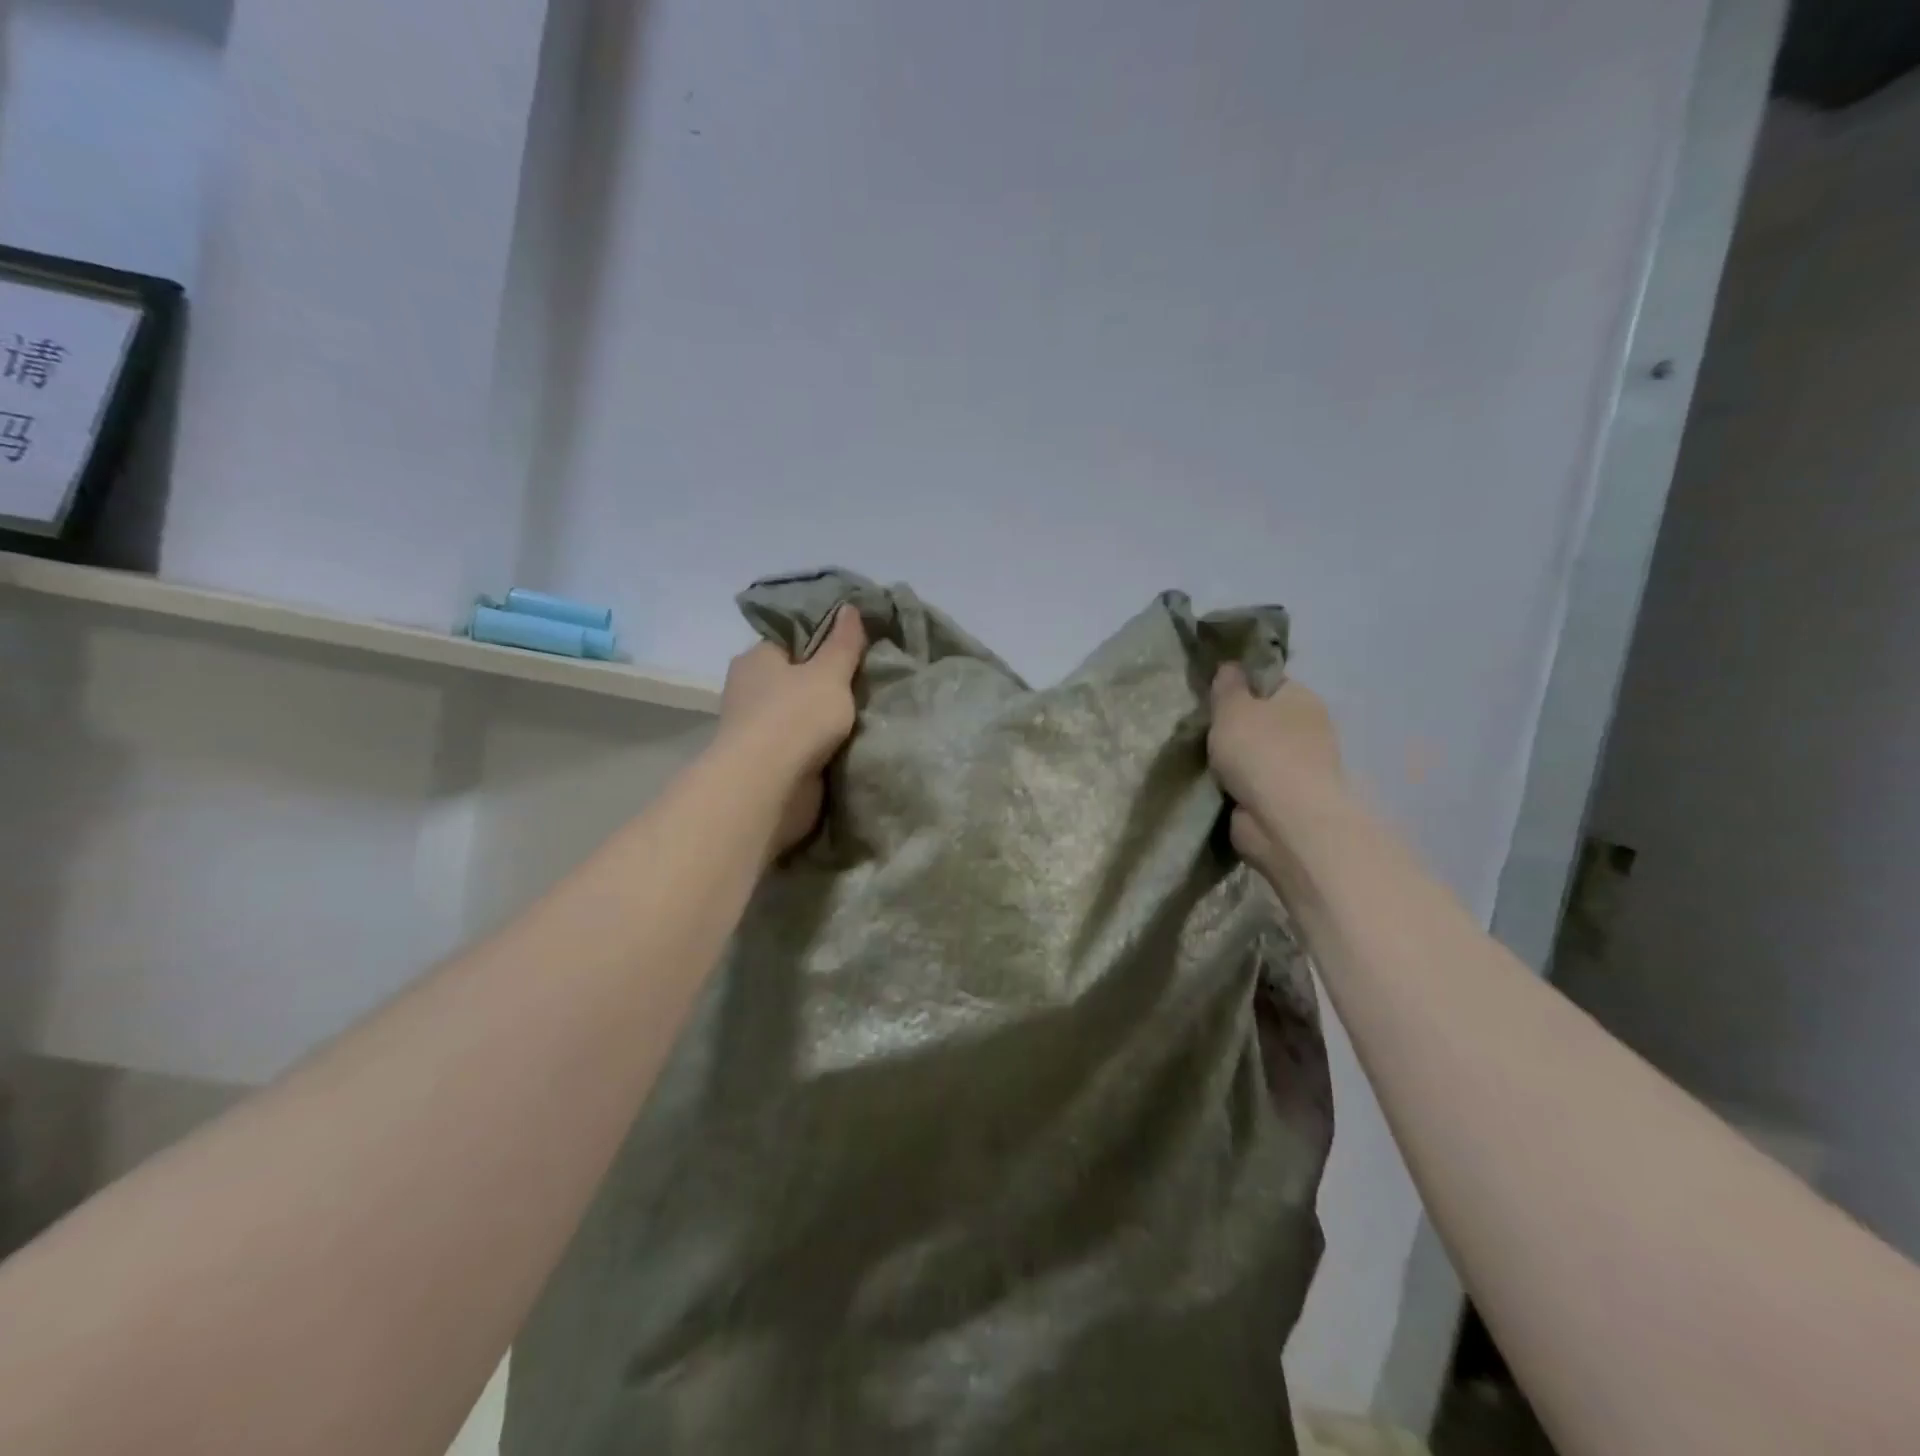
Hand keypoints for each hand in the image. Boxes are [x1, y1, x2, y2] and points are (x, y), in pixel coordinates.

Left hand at [719, 605, 867, 852]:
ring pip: (800, 714)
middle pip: (796, 677)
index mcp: (756, 658)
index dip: (823, 639)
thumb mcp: (829, 673)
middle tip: (869, 679)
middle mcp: (750, 690)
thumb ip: (843, 643)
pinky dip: (821, 745)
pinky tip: (851, 742)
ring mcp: (757, 729)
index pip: (790, 638)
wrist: (768, 788)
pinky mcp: (767, 762)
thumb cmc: (795, 718)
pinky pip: (802, 745)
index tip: (856, 644)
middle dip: (827, 682)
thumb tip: (849, 607)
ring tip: (868, 712)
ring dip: (826, 718)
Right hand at [1208, 666, 1342, 864]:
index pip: (1268, 681)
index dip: (1239, 685)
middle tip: (1199, 729)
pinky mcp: (1285, 800)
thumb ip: (1228, 686)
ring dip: (1232, 760)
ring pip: (1254, 754)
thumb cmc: (1261, 752)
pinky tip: (1211, 786)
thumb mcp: (1233, 707)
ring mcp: (1298, 767)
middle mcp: (1306, 729)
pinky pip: (1252, 784)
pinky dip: (1235, 786)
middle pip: (1261, 719)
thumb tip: (1231, 667)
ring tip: (1198, 760)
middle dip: (1233, 726)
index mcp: (1301, 698)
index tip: (1210, 695)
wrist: (1285, 821)